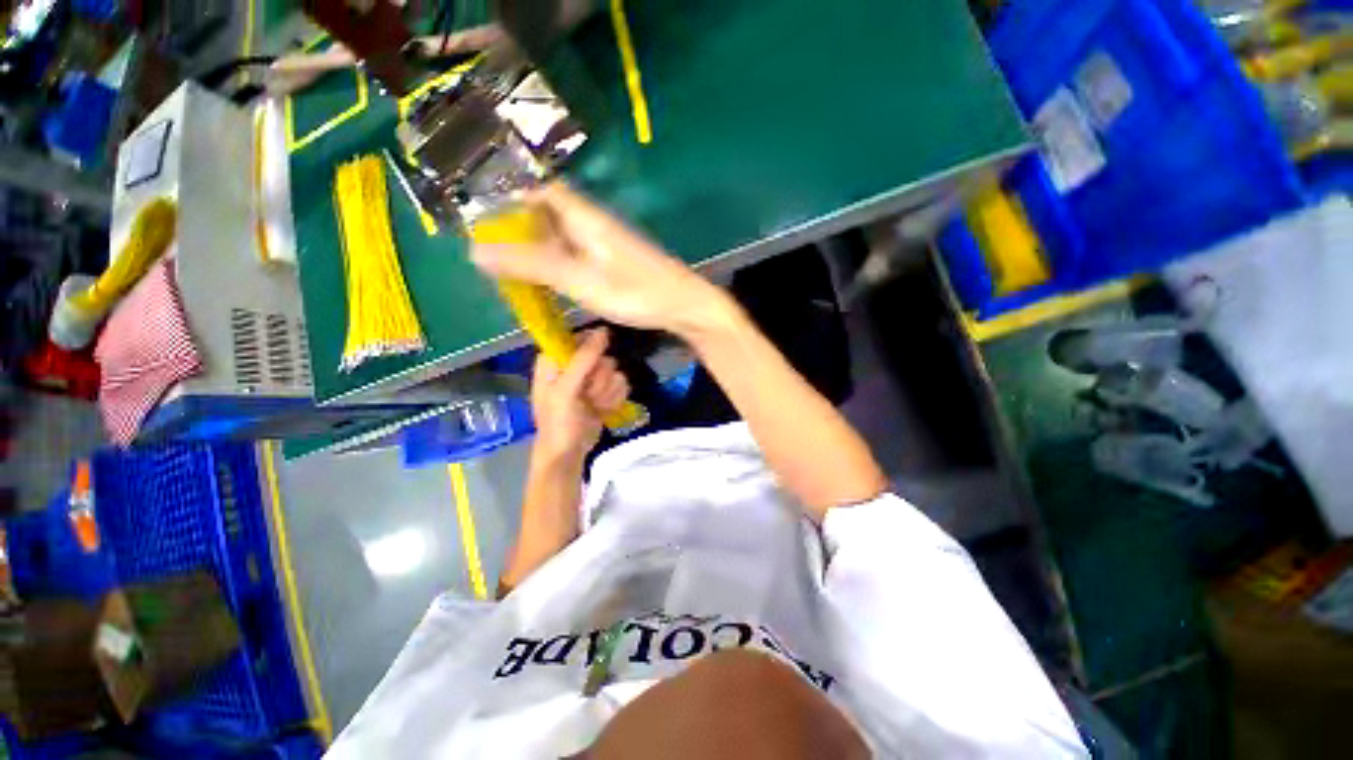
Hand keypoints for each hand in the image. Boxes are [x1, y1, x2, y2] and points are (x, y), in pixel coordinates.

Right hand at [471, 183, 730, 336]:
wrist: (682, 305)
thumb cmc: (634, 291)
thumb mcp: (579, 279)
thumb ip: (533, 265)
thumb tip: (477, 251)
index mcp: (585, 216)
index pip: (543, 190)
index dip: (513, 198)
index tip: (487, 220)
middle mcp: (594, 222)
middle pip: (550, 212)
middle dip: (522, 227)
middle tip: (496, 253)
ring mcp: (607, 242)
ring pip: (564, 234)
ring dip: (540, 247)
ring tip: (515, 269)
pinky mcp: (615, 261)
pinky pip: (578, 253)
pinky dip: (559, 262)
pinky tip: (552, 281)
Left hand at [531, 328, 630, 463]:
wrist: (568, 453)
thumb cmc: (558, 422)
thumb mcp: (566, 389)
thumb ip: (584, 358)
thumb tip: (603, 330)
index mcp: (556, 359)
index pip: (582, 338)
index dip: (592, 353)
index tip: (591, 369)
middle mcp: (574, 365)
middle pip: (603, 357)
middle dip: (600, 380)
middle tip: (588, 395)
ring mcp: (591, 379)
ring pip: (615, 371)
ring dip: (607, 392)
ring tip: (594, 405)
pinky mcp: (604, 392)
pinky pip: (621, 384)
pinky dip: (615, 399)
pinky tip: (604, 409)